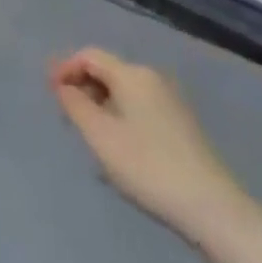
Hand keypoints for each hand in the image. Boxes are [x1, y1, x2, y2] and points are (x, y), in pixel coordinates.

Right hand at [51, 48, 249, 244]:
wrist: (211, 206)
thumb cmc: (147, 166)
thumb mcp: (100, 136)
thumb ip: (75, 105)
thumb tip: (63, 85)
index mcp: (132, 75)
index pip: (89, 55)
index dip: (65, 69)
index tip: (50, 95)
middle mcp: (152, 78)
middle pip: (107, 71)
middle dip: (82, 88)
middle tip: (67, 120)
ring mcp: (170, 100)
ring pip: (123, 91)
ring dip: (100, 106)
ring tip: (89, 137)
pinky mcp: (180, 123)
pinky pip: (139, 107)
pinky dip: (120, 117)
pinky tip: (118, 149)